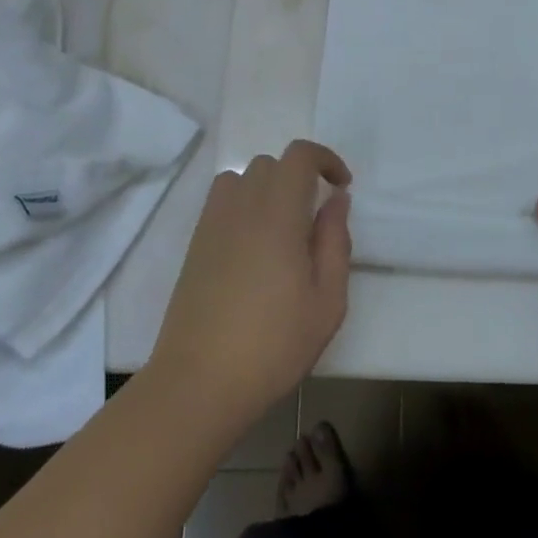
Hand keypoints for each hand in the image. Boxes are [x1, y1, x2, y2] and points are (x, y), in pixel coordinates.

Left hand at [148, 141, 352, 432]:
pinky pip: (222, 201)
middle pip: (271, 163)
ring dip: (268, 189)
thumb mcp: (327, 301)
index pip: (299, 155)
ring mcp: (213, 222)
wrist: (199, 382)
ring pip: (243, 178)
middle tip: (315, 219)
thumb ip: (335, 241)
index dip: (325, 159)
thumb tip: (336, 200)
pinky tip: (253, 247)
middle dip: (299, 177)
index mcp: (278, 213)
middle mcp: (242, 205)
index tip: (342, 187)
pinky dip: (243, 205)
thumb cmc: (273, 344)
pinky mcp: (195, 243)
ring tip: (283, 229)